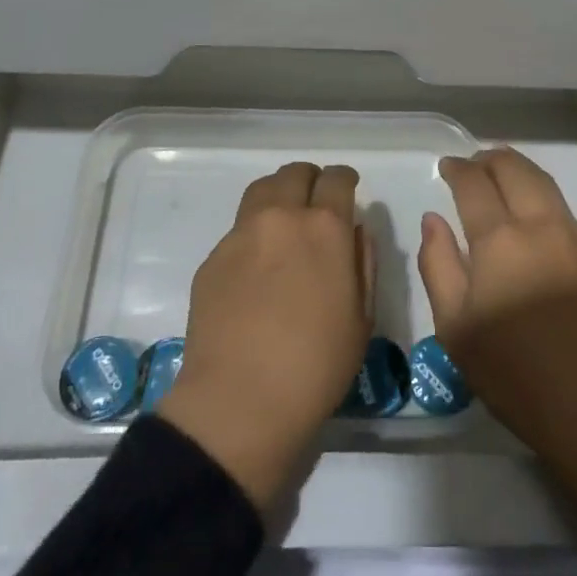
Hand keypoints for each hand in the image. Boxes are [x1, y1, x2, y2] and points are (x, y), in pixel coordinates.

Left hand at [155, 161, 373, 513]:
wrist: (240, 401)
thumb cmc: (316, 366)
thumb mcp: (362, 318)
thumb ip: (362, 263)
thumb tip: (354, 232)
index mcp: (325, 228)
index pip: (337, 178)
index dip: (345, 179)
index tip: (347, 188)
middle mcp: (282, 217)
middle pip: (295, 174)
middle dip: (310, 181)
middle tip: (316, 203)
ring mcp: (242, 234)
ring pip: (262, 190)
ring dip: (279, 195)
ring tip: (284, 220)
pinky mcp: (214, 257)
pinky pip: (239, 228)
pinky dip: (254, 232)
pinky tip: (257, 265)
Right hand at [418, 147, 576, 535]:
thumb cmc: (512, 373)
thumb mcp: (454, 327)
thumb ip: (437, 263)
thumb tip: (434, 219)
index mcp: (500, 240)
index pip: (474, 183)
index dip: (458, 168)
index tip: (447, 166)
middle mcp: (541, 226)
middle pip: (515, 169)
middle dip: (491, 159)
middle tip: (475, 163)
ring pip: (545, 185)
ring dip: (520, 173)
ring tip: (503, 177)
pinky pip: (566, 217)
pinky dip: (544, 205)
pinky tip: (535, 228)